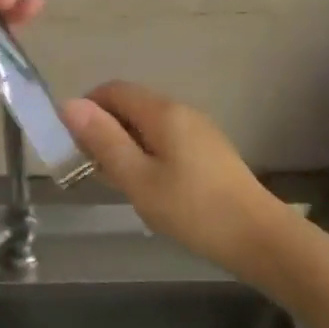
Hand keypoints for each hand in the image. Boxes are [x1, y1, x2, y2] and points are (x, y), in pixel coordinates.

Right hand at [60, 81, 291, 275]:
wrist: (259, 237)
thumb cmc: (193, 209)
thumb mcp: (138, 179)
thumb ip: (103, 141)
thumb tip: (69, 104)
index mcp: (162, 111)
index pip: (113, 90)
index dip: (87, 108)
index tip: (72, 142)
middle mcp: (181, 111)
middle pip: (131, 104)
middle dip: (104, 128)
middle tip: (91, 168)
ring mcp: (199, 130)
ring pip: (148, 125)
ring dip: (125, 144)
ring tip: (117, 181)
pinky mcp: (209, 151)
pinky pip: (166, 140)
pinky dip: (147, 154)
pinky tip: (149, 188)